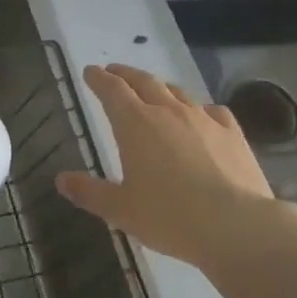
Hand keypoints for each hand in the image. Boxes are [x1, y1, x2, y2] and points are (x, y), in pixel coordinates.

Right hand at [58, 64, 296, 269]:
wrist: (235, 225)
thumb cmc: (169, 216)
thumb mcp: (120, 209)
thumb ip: (89, 192)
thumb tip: (61, 179)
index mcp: (135, 124)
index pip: (112, 90)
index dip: (99, 78)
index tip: (90, 72)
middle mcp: (168, 111)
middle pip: (144, 81)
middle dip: (126, 74)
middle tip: (115, 72)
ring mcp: (203, 119)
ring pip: (177, 92)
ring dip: (160, 87)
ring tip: (153, 90)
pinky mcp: (232, 133)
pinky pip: (212, 110)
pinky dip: (199, 109)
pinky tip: (202, 116)